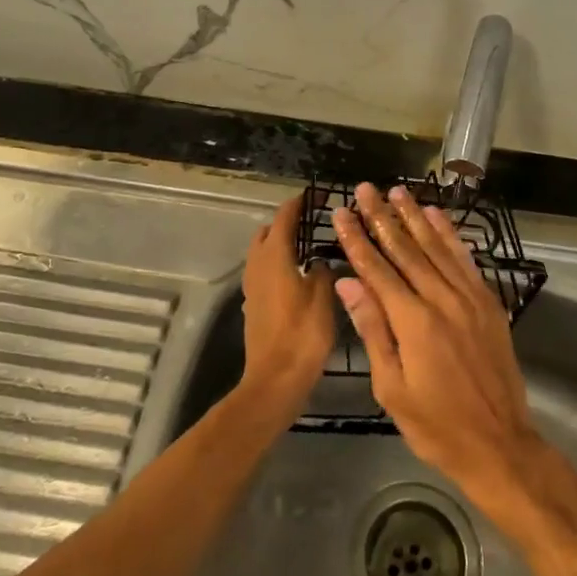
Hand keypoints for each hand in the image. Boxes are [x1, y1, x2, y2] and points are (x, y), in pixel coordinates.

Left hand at [238, 195, 336, 421]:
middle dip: (286, 223)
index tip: (314, 195)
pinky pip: (263, 271)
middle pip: (268, 232)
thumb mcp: (323, 297)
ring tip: (308, 248)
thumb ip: (322, 271)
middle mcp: (258, 265)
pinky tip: (298, 276)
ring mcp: (252, 286)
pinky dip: (277, 264)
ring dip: (280, 244)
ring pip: (262, 252)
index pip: (284, 218)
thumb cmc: (303, 335)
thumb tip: (319, 262)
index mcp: (275, 256)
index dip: (298, 204)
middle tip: (313, 223)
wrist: (275, 380)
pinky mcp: (254, 304)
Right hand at [331, 183, 543, 502]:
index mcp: (413, 322)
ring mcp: (469, 298)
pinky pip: (465, 259)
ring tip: (397, 191)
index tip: (342, 212)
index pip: (377, 269)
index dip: (357, 239)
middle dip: (382, 217)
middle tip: (366, 189)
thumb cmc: (436, 424)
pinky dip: (450, 235)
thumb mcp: (392, 387)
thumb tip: (348, 283)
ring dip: (415, 217)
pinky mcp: (488, 302)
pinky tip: (437, 216)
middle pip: (406, 249)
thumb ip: (372, 329)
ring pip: (436, 247)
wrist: (500, 444)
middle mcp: (442, 299)